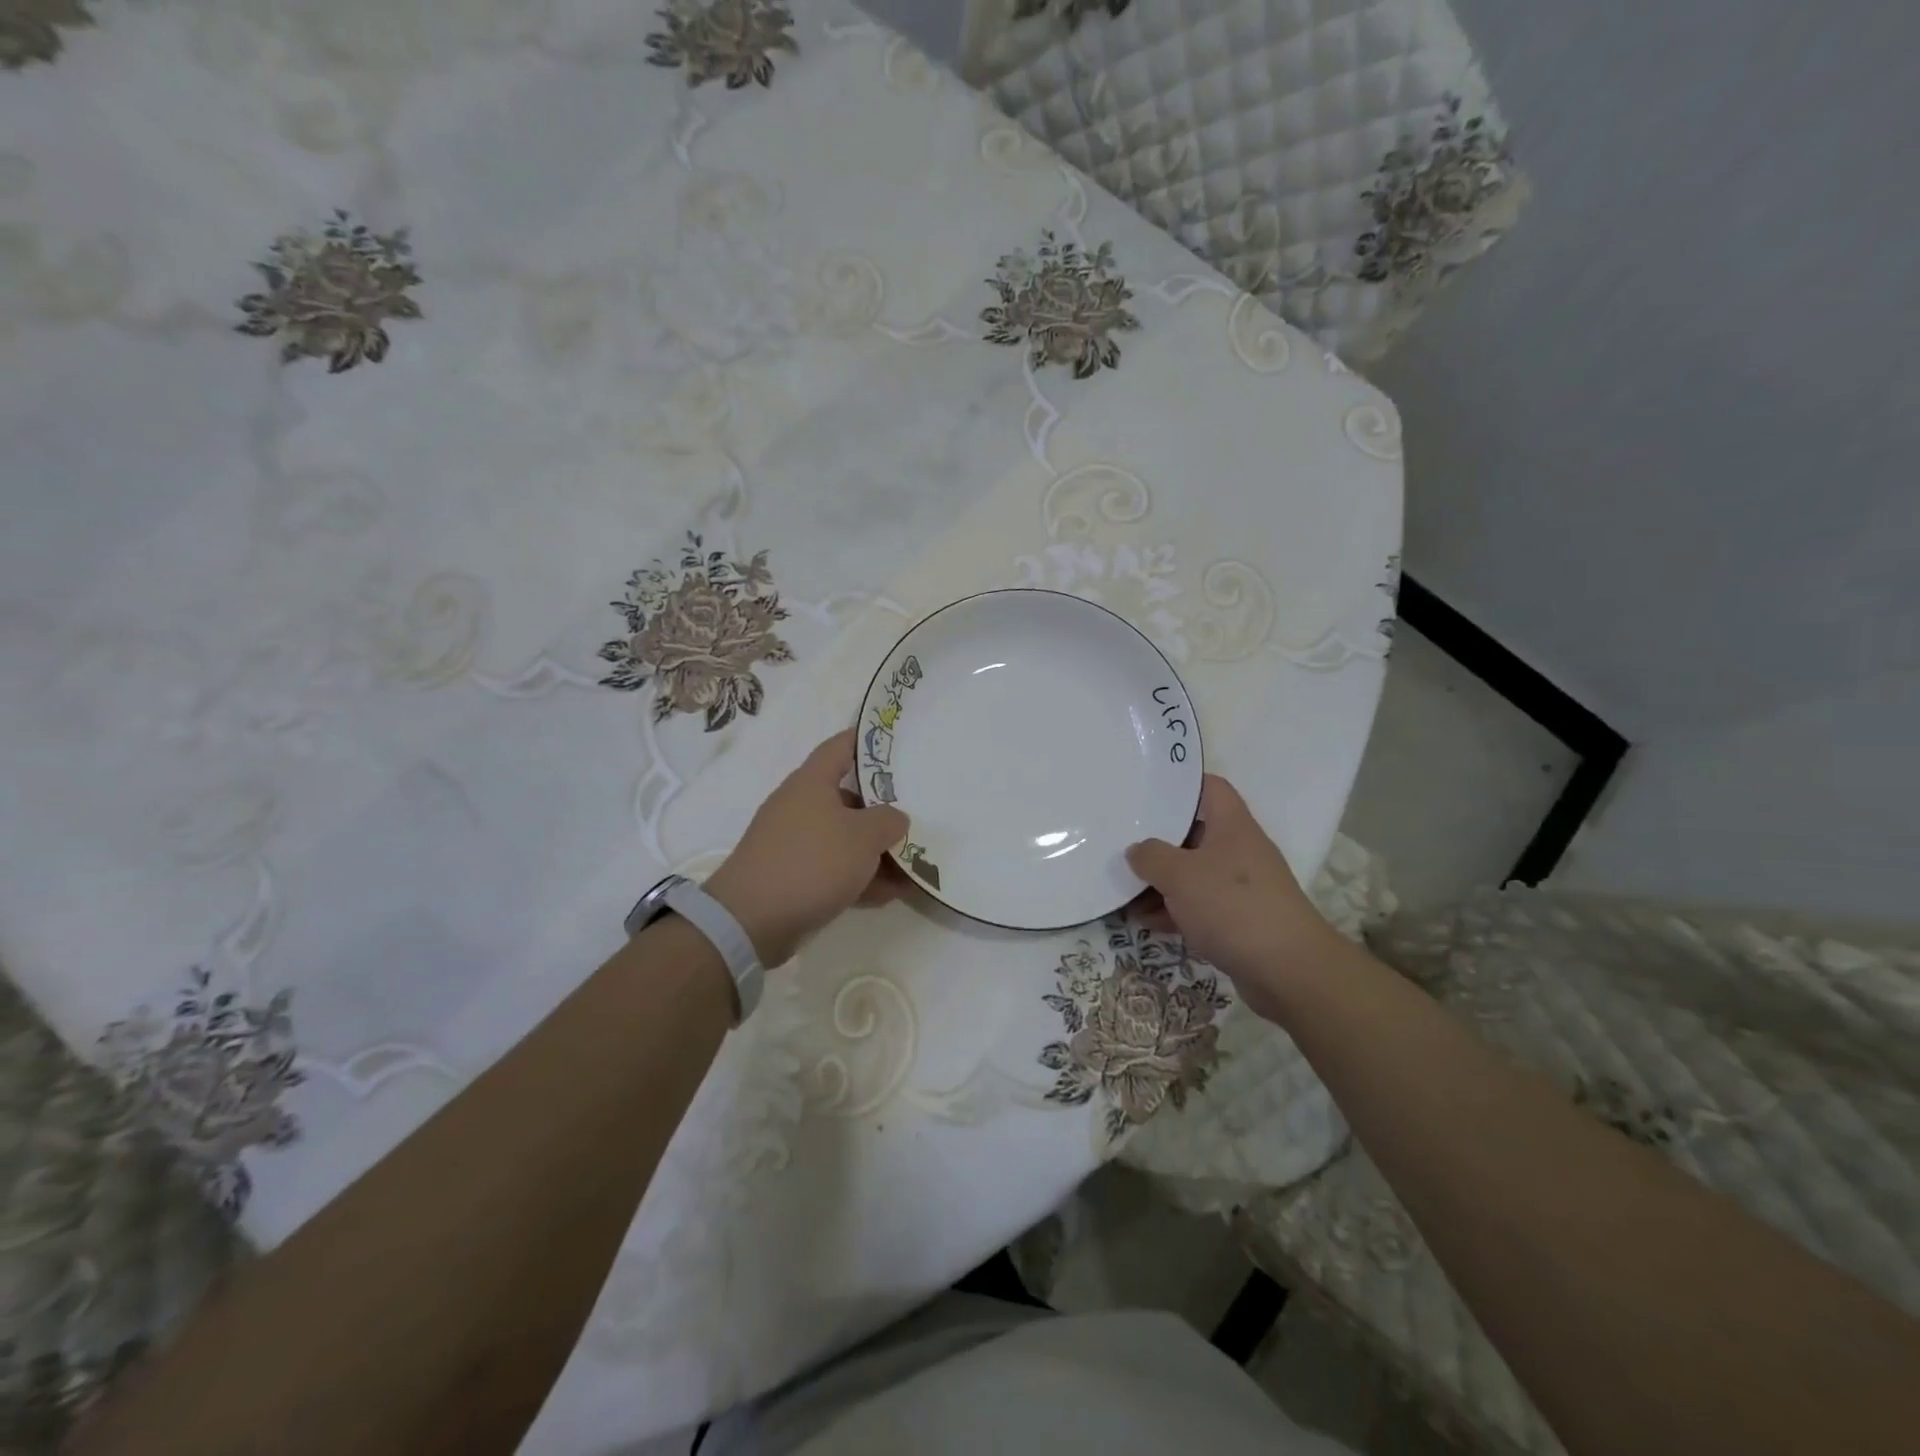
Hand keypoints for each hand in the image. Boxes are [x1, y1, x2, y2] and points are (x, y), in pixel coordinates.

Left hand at [705, 729, 909, 966]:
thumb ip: (888, 820)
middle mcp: (801, 806)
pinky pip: (834, 868)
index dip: (868, 740)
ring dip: (876, 850)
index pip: (841, 746)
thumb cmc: (812, 862)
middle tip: (918, 812)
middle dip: (883, 808)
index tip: (898, 742)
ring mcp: (794, 842)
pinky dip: (859, 876)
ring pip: (844, 837)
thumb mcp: (863, 836)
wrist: (751, 920)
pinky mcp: (793, 876)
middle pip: (849, 797)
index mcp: (812, 782)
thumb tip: (895, 818)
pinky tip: (889, 893)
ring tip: (914, 864)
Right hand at [1126, 775, 1339, 1015]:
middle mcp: (1239, 850)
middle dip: (1158, 841)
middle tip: (1123, 842)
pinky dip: (1174, 911)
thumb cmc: (1233, 906)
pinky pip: (1199, 906)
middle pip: (1195, 834)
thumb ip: (1151, 856)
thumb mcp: (1180, 875)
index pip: (1210, 788)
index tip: (1147, 790)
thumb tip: (1137, 850)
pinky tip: (1146, 922)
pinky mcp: (1239, 921)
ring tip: (1124, 890)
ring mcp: (1241, 887)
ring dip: (1161, 882)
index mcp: (1232, 825)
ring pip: (1194, 874)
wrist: (1288, 970)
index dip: (1181, 784)